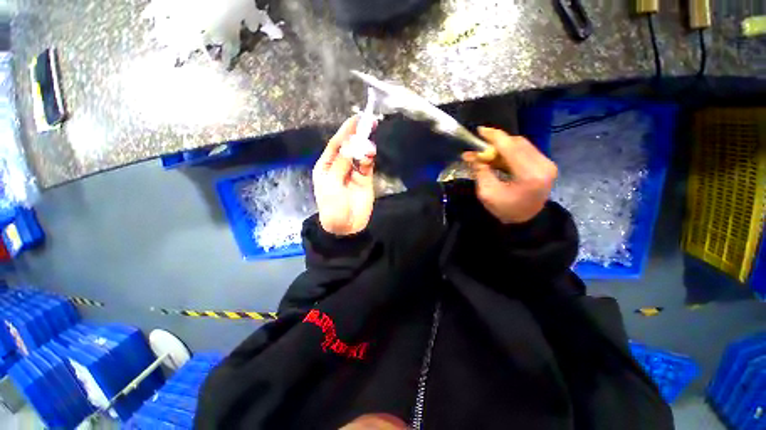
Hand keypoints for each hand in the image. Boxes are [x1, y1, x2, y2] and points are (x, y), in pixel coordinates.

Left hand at [313, 116, 375, 235]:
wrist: (346, 226)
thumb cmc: (332, 205)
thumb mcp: (332, 183)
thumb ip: (342, 163)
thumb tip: (350, 144)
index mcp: (327, 165)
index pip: (336, 143)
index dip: (345, 130)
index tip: (357, 118)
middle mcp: (340, 165)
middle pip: (349, 146)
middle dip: (358, 134)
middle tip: (370, 122)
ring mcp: (354, 172)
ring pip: (360, 154)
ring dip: (365, 147)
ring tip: (370, 143)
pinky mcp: (365, 179)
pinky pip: (367, 165)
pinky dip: (369, 158)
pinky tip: (370, 155)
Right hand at [462, 127, 557, 223]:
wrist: (526, 221)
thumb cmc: (505, 210)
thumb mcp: (487, 193)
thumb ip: (480, 171)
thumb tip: (471, 155)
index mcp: (529, 174)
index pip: (510, 147)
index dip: (494, 136)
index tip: (479, 130)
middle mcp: (543, 165)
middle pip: (517, 143)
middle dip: (496, 142)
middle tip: (480, 147)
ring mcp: (547, 164)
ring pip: (522, 145)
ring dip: (502, 147)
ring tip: (487, 153)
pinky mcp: (545, 165)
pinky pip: (525, 151)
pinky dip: (510, 152)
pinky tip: (498, 158)